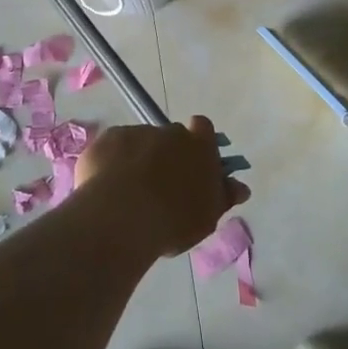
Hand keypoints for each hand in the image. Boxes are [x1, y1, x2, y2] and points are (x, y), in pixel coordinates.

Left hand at [74, 116, 249, 257]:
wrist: (122, 216)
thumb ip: (224, 196)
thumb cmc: (173, 220)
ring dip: (138, 159)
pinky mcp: (107, 139)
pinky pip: (113, 148)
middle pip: (171, 136)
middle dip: (167, 153)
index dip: (199, 141)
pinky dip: (111, 162)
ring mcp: (136, 132)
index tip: (193, 162)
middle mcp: (169, 132)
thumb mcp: (207, 216)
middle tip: (160, 185)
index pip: (204, 129)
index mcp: (199, 146)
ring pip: (140, 142)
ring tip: (128, 193)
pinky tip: (106, 188)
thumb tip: (241, 187)